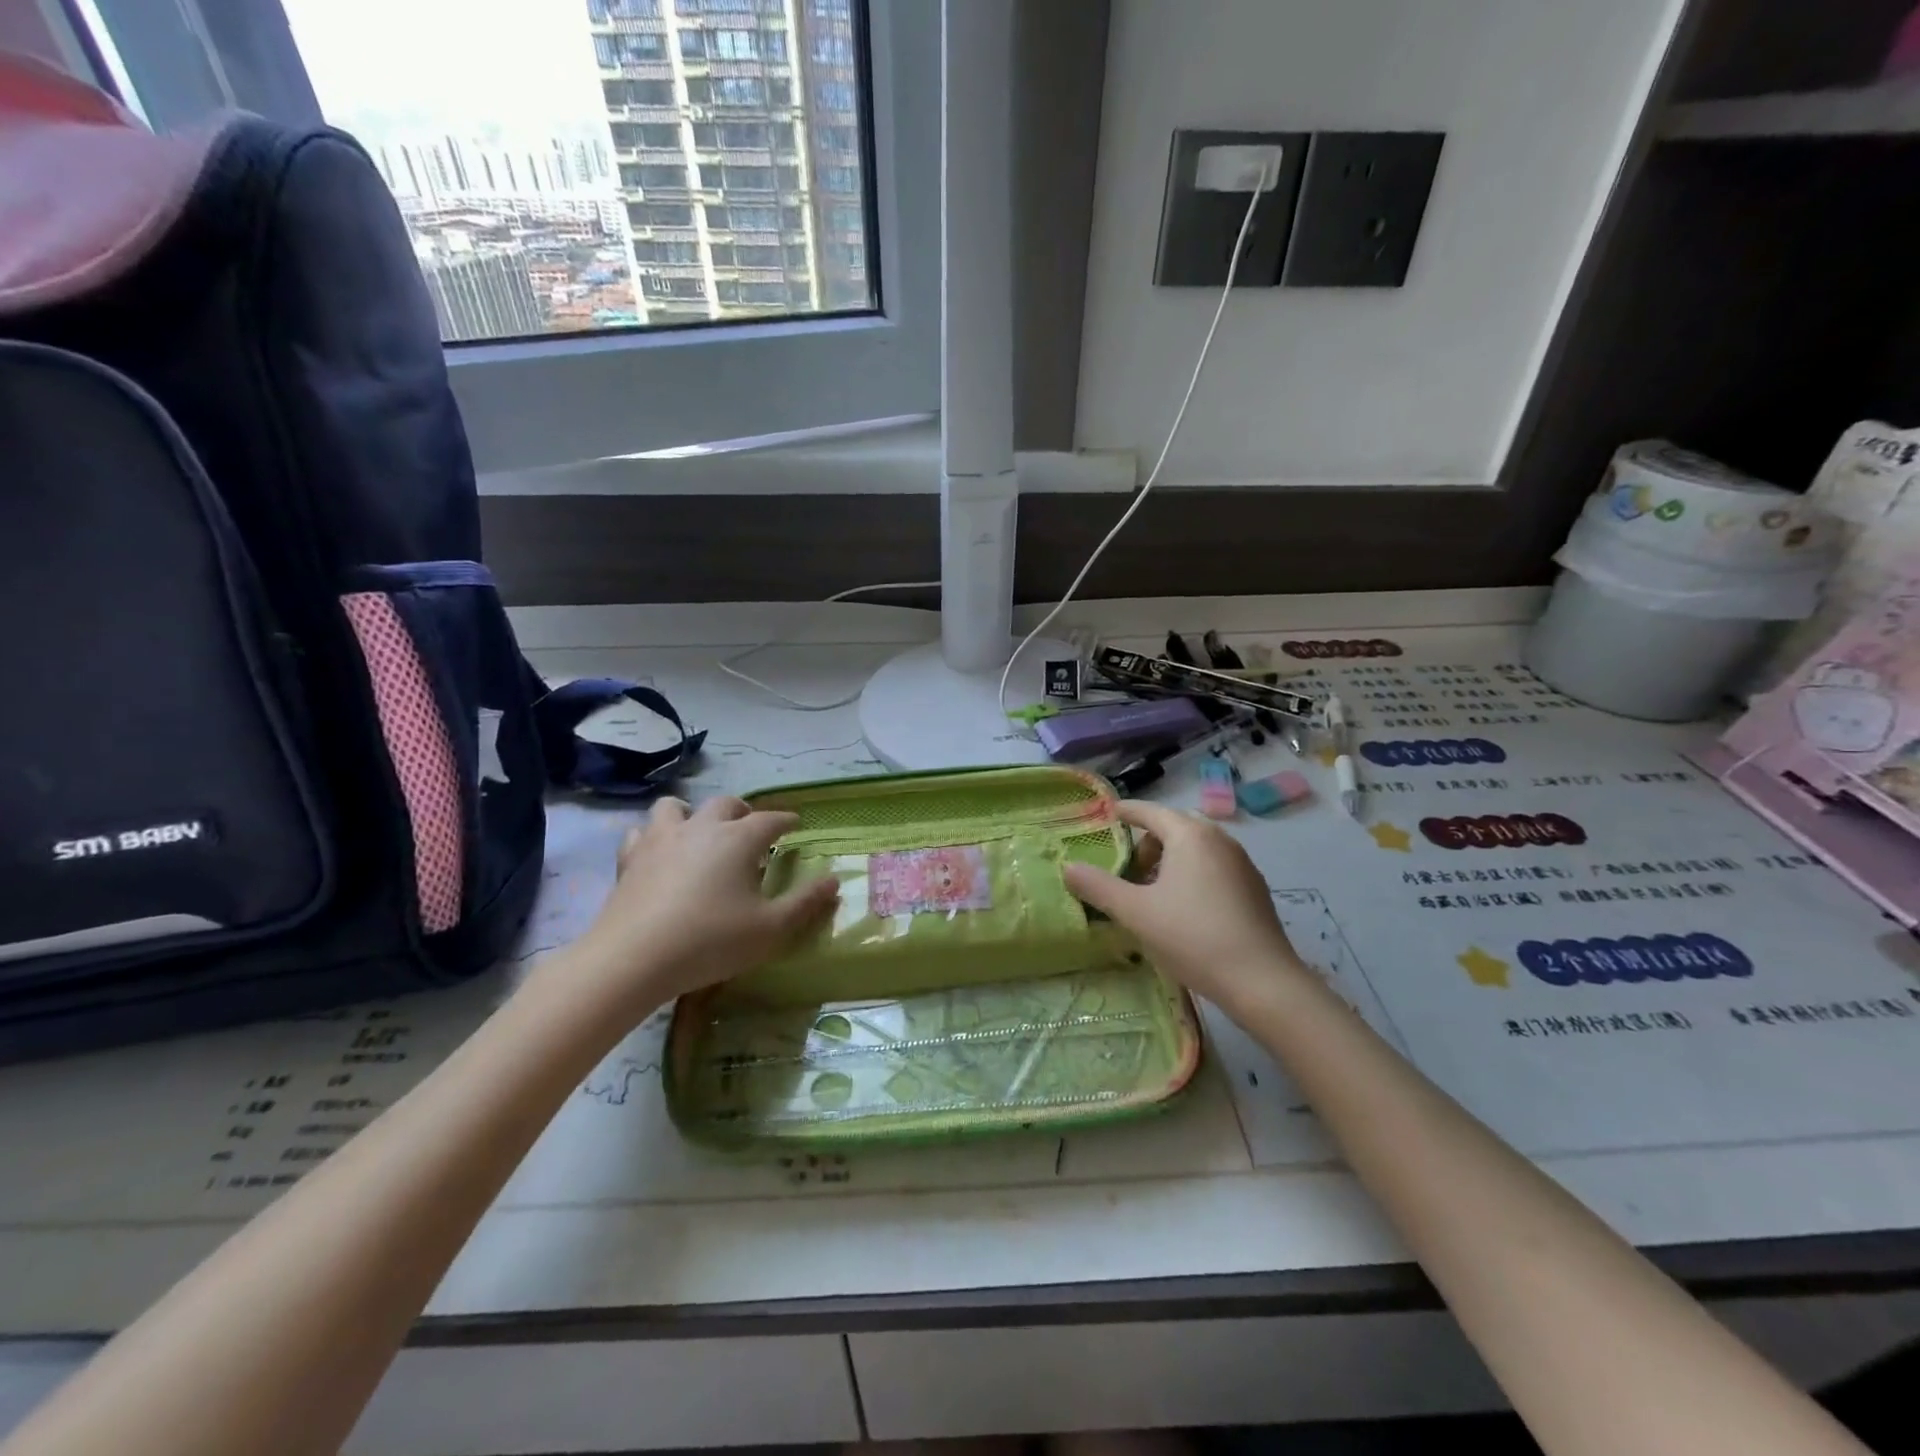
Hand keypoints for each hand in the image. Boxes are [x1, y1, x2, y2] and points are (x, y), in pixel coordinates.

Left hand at [554, 797, 839, 1016]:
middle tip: (752, 829)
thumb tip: (834, 880)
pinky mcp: (630, 858)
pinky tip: (659, 854)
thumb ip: (805, 902)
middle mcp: (701, 827)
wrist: (633, 958)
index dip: (786, 821)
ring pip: (675, 807)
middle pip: (726, 804)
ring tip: (700, 832)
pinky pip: (641, 833)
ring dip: (692, 813)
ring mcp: (661, 839)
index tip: (795, 824)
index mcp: (739, 839)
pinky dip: (654, 837)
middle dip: (743, 812)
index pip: (770, 819)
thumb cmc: (711, 941)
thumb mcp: (770, 928)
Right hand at [1063, 799, 1309, 1017]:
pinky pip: (1214, 866)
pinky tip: (1183, 908)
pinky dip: (1192, 873)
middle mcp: (1219, 839)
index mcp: (1190, 835)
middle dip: (1148, 841)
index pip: (1151, 811)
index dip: (1127, 811)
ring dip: (1170, 859)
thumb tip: (1067, 867)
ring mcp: (1242, 863)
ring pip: (1196, 848)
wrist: (1262, 982)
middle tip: (1127, 868)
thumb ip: (1098, 887)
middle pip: (1175, 827)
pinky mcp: (1254, 889)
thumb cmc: (1192, 937)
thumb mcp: (1136, 912)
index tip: (1109, 814)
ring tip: (1151, 892)